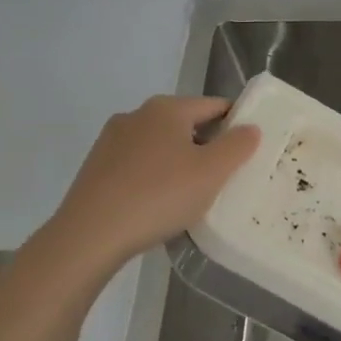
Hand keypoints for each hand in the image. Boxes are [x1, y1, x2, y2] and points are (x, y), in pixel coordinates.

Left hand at [52, 95, 259, 267]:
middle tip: (223, 177)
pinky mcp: (96, 167)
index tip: (248, 150)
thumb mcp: (211, 173)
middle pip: (185, 124)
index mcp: (167, 108)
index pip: (214, 106)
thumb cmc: (159, 196)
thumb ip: (237, 146)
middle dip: (206, 145)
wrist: (90, 235)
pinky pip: (137, 164)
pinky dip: (153, 177)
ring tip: (191, 195)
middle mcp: (137, 115)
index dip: (236, 123)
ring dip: (179, 162)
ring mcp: (111, 140)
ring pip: (160, 145)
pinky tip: (157, 204)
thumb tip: (251, 127)